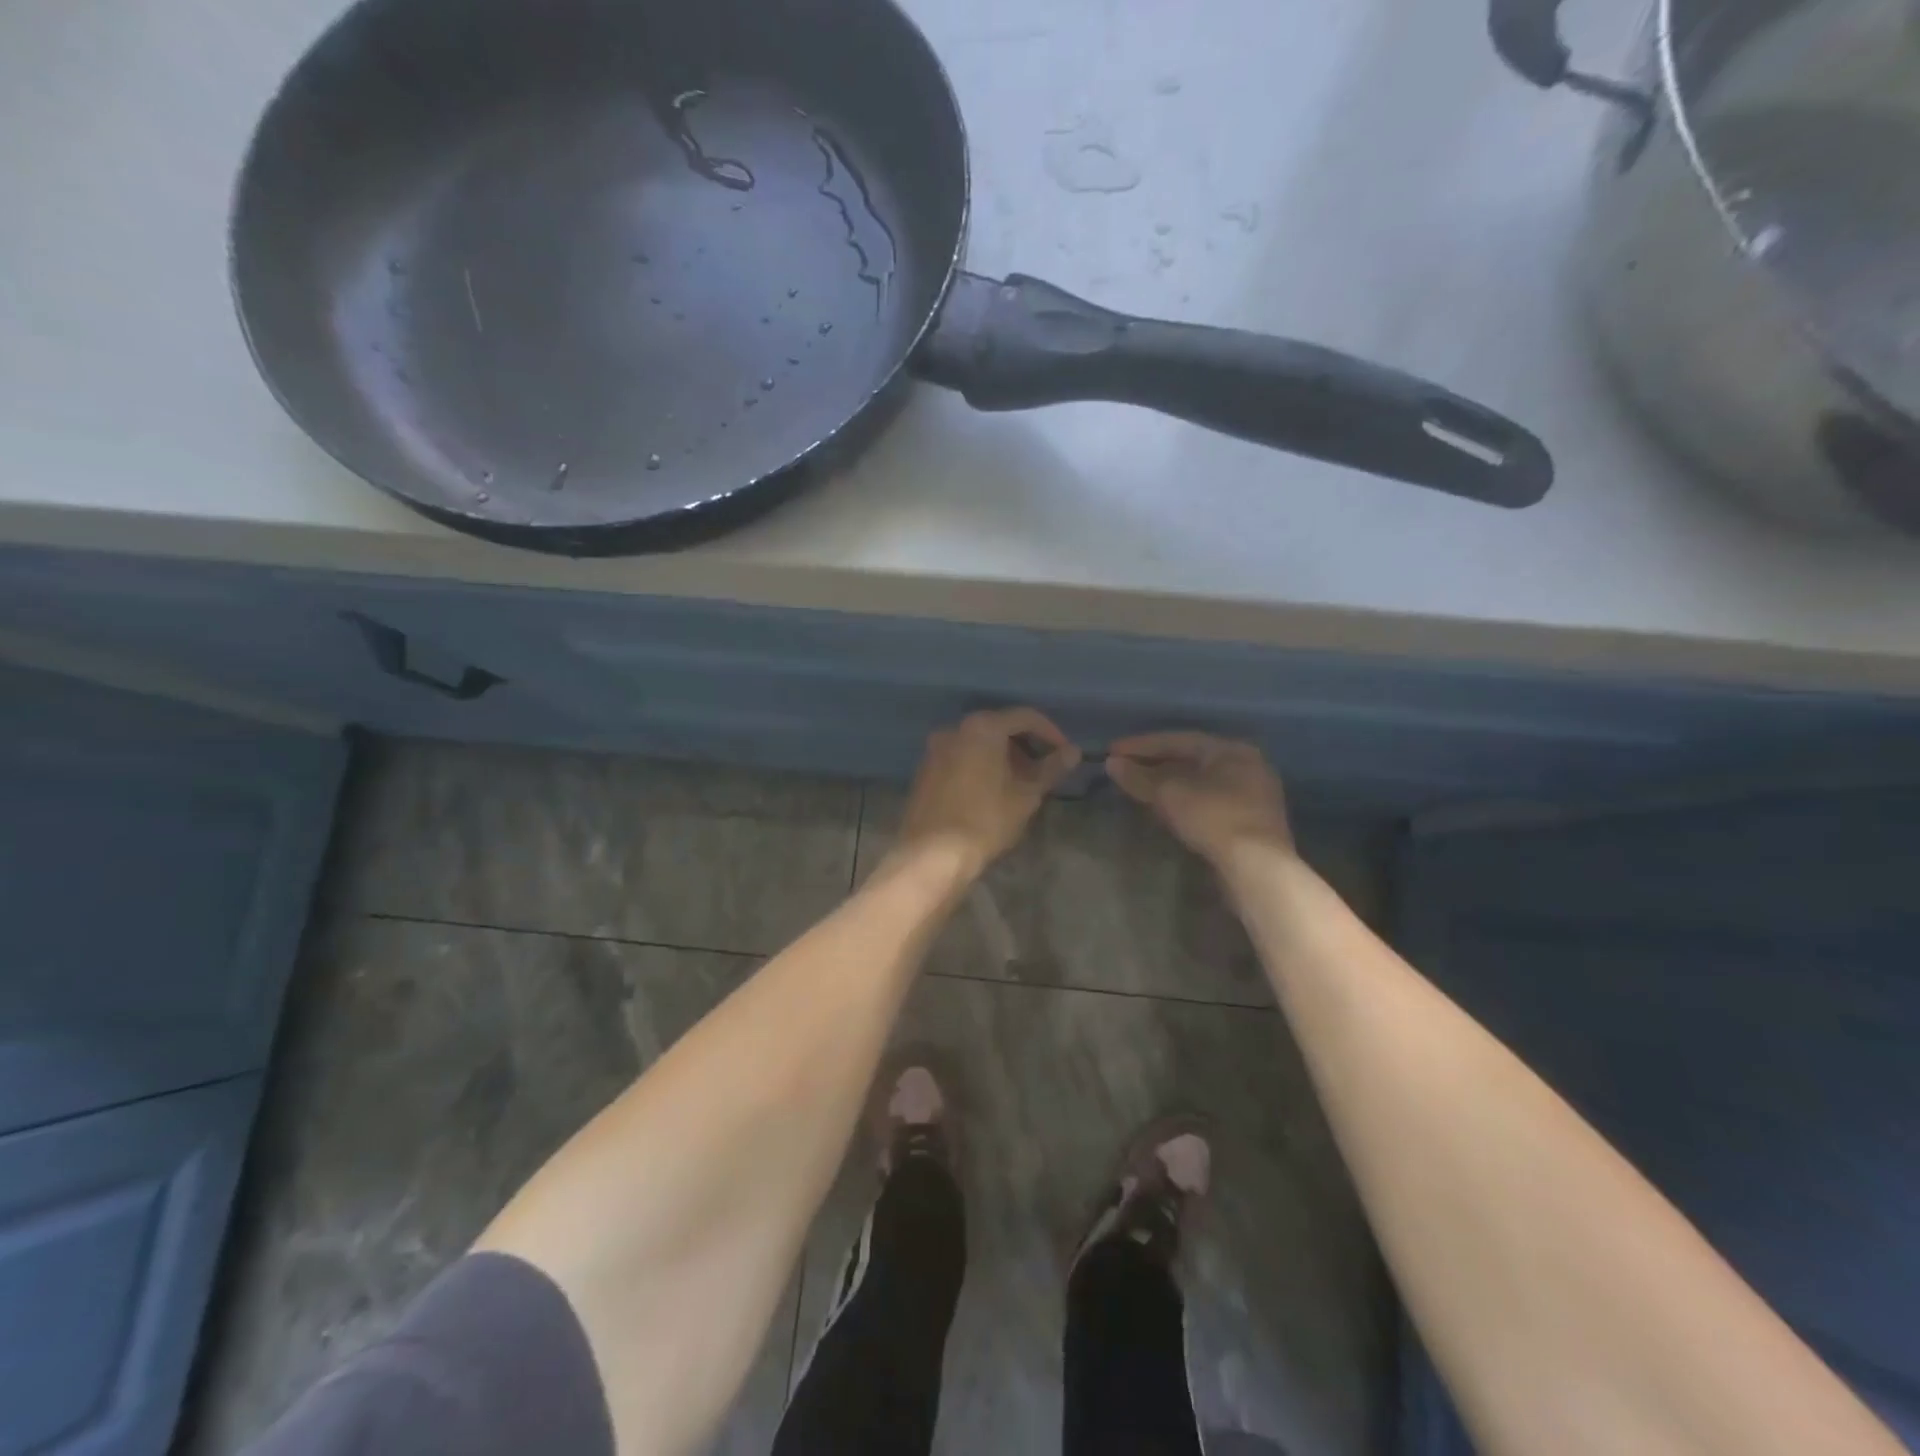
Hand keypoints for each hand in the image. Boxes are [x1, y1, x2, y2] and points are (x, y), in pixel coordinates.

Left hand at [894, 709, 1080, 882]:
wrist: (931, 855)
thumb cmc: (985, 820)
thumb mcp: (1026, 795)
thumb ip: (1051, 768)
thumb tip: (1073, 752)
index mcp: (982, 727)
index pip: (1024, 717)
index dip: (1050, 732)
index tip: (1064, 753)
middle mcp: (954, 729)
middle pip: (999, 726)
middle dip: (1025, 745)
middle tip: (1043, 770)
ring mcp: (935, 749)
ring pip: (978, 743)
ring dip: (1003, 756)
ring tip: (1020, 783)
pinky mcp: (925, 770)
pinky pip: (960, 757)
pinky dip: (980, 765)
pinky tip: (991, 791)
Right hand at [1106, 731, 1293, 870]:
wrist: (1257, 868)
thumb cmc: (1214, 818)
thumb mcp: (1170, 794)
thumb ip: (1139, 777)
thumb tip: (1113, 764)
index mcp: (1231, 750)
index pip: (1178, 739)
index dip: (1141, 745)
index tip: (1112, 751)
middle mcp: (1247, 766)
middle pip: (1191, 759)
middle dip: (1154, 763)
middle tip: (1124, 768)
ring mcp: (1253, 796)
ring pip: (1200, 782)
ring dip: (1168, 783)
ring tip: (1139, 788)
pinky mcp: (1251, 823)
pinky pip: (1209, 801)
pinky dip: (1184, 801)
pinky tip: (1166, 810)